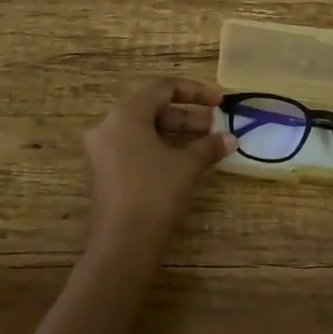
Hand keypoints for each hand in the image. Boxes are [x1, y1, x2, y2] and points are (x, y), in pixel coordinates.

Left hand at [82, 78, 236, 254]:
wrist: (123, 245)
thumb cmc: (155, 193)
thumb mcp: (187, 166)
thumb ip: (209, 146)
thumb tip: (230, 139)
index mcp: (126, 114)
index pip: (163, 88)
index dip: (195, 92)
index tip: (220, 103)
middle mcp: (108, 126)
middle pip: (152, 108)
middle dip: (187, 116)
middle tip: (214, 128)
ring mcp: (102, 151)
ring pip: (144, 130)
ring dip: (175, 133)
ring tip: (205, 145)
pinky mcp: (103, 172)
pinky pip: (134, 148)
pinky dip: (159, 148)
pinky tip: (183, 163)